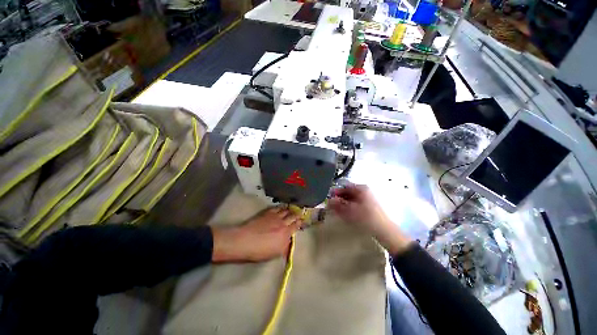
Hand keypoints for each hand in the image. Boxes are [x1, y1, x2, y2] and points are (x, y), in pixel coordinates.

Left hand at [211, 207, 301, 262]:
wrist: (245, 240)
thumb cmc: (259, 251)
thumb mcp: (274, 253)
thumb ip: (284, 247)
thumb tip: (289, 242)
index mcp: (286, 234)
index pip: (296, 226)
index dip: (300, 222)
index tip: (302, 220)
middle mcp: (283, 223)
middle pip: (293, 216)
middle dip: (297, 214)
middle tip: (300, 213)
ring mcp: (275, 216)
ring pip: (286, 210)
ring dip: (290, 210)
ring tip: (292, 208)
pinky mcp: (268, 213)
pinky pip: (277, 208)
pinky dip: (282, 207)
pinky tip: (282, 207)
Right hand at [328, 184, 413, 254]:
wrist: (384, 230)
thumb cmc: (365, 217)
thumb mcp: (349, 211)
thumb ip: (337, 205)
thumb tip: (328, 200)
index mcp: (361, 188)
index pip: (344, 186)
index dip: (335, 192)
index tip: (329, 198)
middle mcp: (364, 191)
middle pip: (348, 192)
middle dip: (339, 198)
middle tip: (331, 206)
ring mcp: (368, 198)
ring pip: (351, 198)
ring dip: (344, 203)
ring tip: (337, 210)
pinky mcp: (369, 205)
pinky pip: (356, 203)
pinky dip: (349, 206)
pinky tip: (346, 213)